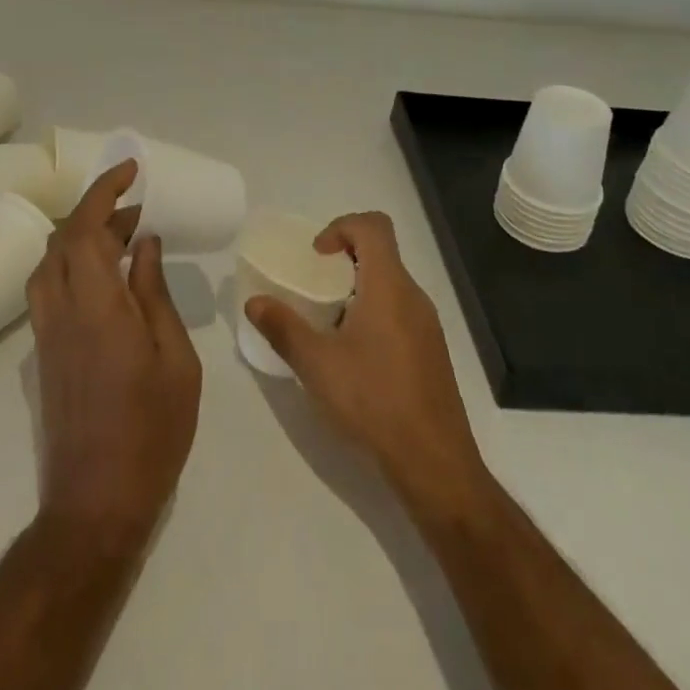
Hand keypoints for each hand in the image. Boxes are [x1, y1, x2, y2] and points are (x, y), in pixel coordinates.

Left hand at [27, 161, 202, 554]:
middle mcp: (60, 309)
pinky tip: (106, 277)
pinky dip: (72, 263)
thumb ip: (154, 293)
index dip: (105, 190)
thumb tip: (145, 243)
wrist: (96, 503)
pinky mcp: (43, 352)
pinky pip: (49, 286)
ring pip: (50, 261)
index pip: (87, 227)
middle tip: (139, 208)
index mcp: (96, 305)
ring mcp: (46, 332)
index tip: (131, 170)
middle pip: (64, 238)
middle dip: (98, 209)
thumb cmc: (150, 429)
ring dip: (81, 235)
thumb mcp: (174, 358)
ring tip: (125, 237)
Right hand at [246, 212, 485, 511]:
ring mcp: (427, 325)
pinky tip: (354, 357)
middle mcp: (414, 296)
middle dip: (344, 259)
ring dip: (358, 289)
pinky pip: (400, 311)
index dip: (341, 226)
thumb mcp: (317, 365)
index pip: (374, 225)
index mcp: (389, 286)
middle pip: (381, 252)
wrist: (435, 464)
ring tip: (329, 325)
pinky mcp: (431, 352)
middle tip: (315, 289)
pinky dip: (374, 314)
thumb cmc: (374, 401)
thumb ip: (283, 328)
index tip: (317, 257)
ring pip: (390, 284)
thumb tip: (254, 302)